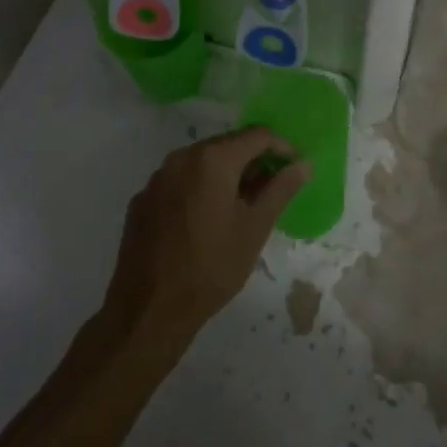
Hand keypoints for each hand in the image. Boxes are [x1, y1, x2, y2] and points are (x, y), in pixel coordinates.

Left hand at [103, 126, 309, 351]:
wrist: (148, 311)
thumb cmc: (211, 267)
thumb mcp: (255, 228)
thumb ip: (281, 189)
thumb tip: (304, 163)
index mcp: (212, 159)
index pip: (257, 135)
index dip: (282, 147)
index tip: (294, 169)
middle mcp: (181, 157)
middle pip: (228, 144)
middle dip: (253, 161)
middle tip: (271, 190)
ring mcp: (157, 178)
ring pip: (202, 162)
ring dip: (227, 175)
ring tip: (241, 207)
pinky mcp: (142, 199)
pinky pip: (180, 181)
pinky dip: (200, 189)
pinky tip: (206, 221)